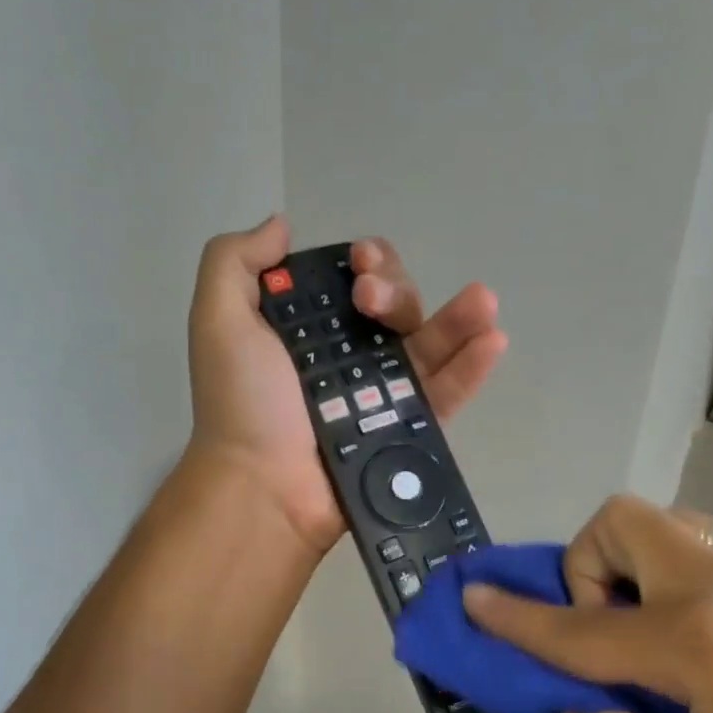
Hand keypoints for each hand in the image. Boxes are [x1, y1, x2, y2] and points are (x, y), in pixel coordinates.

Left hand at [187, 217, 508, 553]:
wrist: (263, 486)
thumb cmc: (242, 404)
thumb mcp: (218, 320)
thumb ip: (234, 262)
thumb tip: (282, 226)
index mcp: (309, 331)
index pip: (351, 283)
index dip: (365, 264)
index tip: (360, 262)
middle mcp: (348, 358)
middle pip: (394, 309)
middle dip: (395, 291)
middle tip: (373, 303)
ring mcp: (382, 396)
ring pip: (428, 346)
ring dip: (459, 318)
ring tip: (483, 302)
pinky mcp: (407, 430)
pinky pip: (445, 394)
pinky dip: (471, 368)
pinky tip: (493, 340)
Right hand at [463, 494, 712, 712]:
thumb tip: (586, 705)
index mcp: (699, 647)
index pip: (580, 627)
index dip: (517, 618)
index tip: (472, 599)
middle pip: (618, 525)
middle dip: (583, 570)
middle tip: (604, 637)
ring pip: (655, 522)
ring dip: (622, 565)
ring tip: (642, 633)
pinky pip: (691, 542)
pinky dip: (659, 569)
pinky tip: (687, 632)